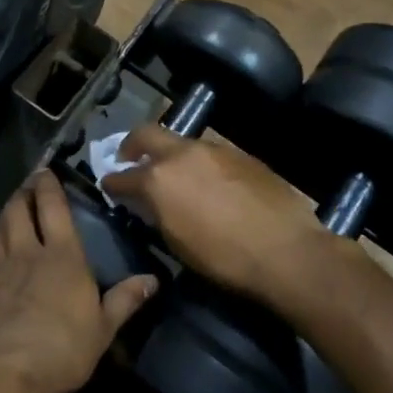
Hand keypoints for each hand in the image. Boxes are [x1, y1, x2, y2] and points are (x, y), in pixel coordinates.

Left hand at [0, 170, 157, 392]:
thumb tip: (154, 278)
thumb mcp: (103, 330)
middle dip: (23, 194)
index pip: (54, 210)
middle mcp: (25, 254)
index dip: (49, 187)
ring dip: (1, 218)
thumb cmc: (60, 350)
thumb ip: (125, 300)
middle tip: (25, 184)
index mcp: (62, 258)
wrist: (0, 374)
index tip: (45, 170)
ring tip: (6, 208)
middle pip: (20, 213)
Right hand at [102, 125, 332, 309]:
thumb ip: (157, 213)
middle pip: (147, 134)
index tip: (108, 184)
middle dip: (132, 144)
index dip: (112, 181)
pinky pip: (210, 153)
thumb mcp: (177, 242)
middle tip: (129, 157)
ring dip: (171, 154)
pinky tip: (208, 181)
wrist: (285, 250)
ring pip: (182, 142)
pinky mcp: (241, 154)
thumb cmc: (223, 258)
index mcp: (160, 178)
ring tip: (173, 173)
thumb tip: (149, 203)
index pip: (123, 176)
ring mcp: (215, 149)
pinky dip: (199, 162)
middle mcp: (183, 154)